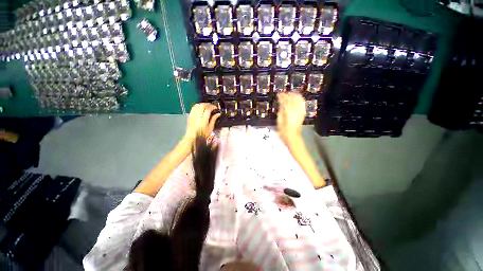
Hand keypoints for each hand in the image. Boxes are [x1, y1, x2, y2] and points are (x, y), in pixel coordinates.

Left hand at [184, 103, 220, 142]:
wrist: (192, 137)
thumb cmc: (202, 134)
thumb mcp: (210, 128)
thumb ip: (214, 119)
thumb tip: (218, 114)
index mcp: (203, 120)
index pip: (208, 109)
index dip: (213, 107)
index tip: (216, 108)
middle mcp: (197, 116)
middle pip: (202, 105)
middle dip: (208, 104)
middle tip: (212, 106)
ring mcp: (193, 115)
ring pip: (197, 105)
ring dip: (203, 104)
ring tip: (207, 106)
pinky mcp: (190, 115)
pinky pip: (193, 107)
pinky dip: (198, 106)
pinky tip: (201, 108)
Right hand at [276, 92, 305, 143]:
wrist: (293, 137)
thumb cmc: (284, 132)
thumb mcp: (279, 122)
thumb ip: (281, 111)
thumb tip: (281, 104)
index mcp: (289, 113)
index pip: (286, 101)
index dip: (282, 96)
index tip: (278, 94)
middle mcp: (296, 111)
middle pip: (293, 99)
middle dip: (288, 94)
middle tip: (283, 93)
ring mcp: (301, 112)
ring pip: (299, 100)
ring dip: (294, 95)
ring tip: (289, 94)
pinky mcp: (303, 114)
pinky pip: (302, 104)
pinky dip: (299, 99)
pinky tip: (296, 98)